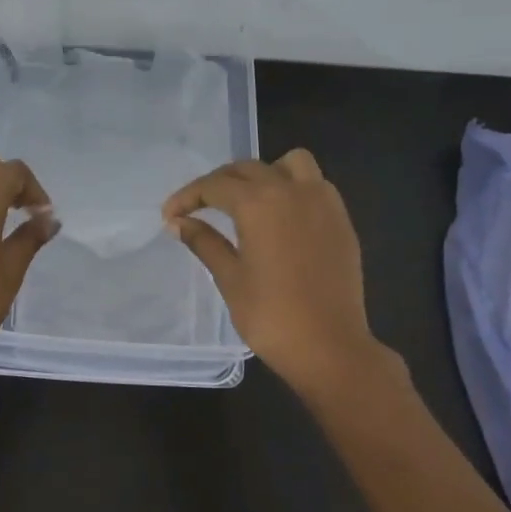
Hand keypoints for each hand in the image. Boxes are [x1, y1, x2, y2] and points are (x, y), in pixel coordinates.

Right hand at [163, 149, 381, 393]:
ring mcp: (323, 203)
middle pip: (248, 169)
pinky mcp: (341, 220)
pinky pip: (315, 185)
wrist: (329, 347)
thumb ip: (204, 242)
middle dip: (218, 183)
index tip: (169, 215)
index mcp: (259, 203)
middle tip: (198, 207)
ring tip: (248, 200)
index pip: (214, 186)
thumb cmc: (271, 316)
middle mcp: (292, 191)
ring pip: (291, 164)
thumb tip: (178, 223)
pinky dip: (293, 188)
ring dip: (264, 173)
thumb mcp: (230, 278)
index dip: (187, 197)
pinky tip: (281, 217)